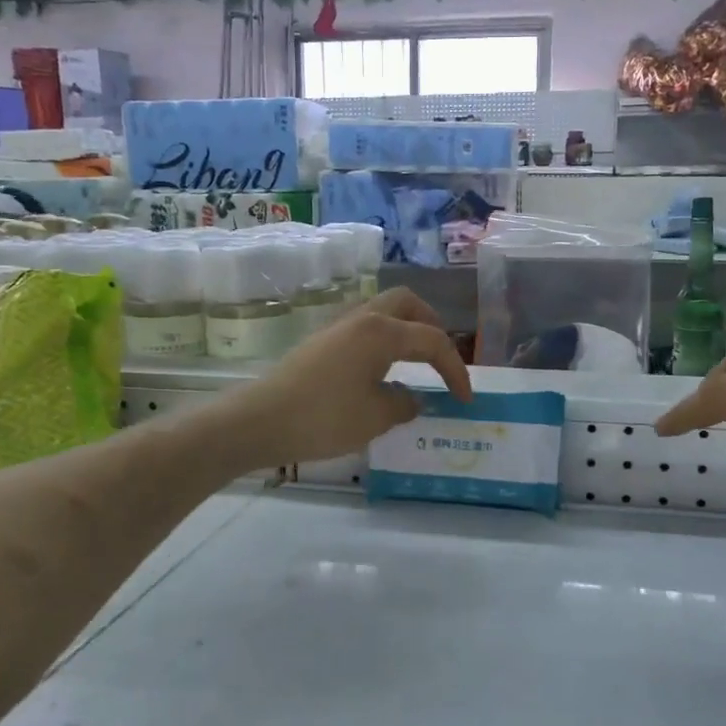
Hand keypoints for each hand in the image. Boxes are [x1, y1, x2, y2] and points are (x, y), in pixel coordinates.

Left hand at [223, 289, 472, 466]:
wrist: (259, 421)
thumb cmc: (324, 418)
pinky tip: (383, 373)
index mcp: (382, 332)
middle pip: (407, 304)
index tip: (466, 399)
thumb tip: (413, 398)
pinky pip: (365, 329)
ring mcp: (338, 328)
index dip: (455, 369)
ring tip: (416, 364)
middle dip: (432, 326)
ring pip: (383, 313)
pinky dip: (385, 342)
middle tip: (441, 358)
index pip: (433, 340)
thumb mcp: (376, 417)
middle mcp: (362, 319)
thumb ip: (405, 404)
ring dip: (406, 331)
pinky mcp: (322, 343)